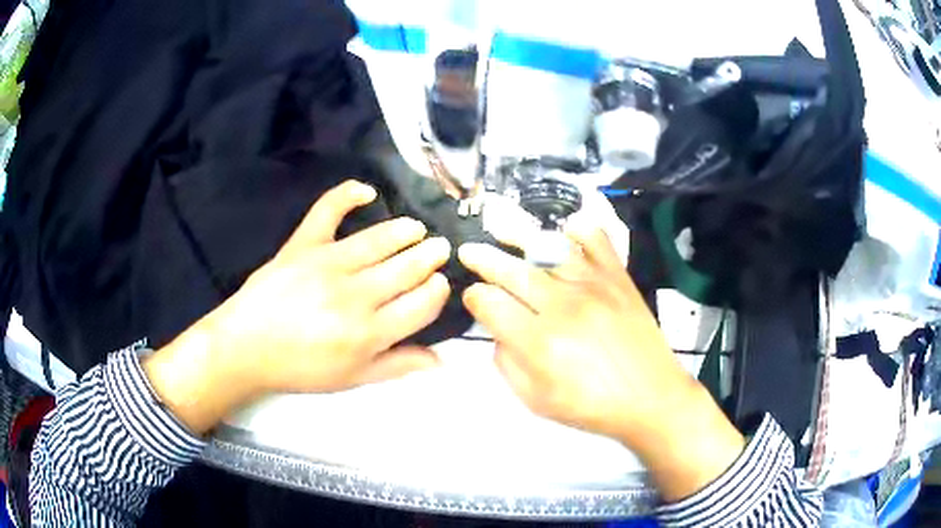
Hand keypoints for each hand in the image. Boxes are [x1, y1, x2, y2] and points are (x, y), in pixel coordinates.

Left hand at [144, 180, 450, 433]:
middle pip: (405, 269)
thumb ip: (397, 366)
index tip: (440, 284)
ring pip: (379, 240)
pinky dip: (347, 195)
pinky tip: (366, 191)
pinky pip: (327, 211)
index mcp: (369, 333)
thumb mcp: (352, 379)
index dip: (437, 291)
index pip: (420, 304)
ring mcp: (327, 264)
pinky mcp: (302, 245)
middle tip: (440, 248)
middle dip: (429, 257)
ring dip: (405, 231)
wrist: (246, 348)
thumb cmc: (300, 369)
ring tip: (417, 229)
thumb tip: (441, 359)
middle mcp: (355, 295)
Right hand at [458, 215, 743, 500]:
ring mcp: (594, 286)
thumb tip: (498, 330)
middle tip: (469, 252)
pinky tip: (566, 230)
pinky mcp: (619, 278)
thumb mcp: (536, 401)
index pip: (489, 303)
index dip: (473, 298)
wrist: (651, 398)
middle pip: (510, 270)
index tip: (473, 299)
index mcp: (539, 342)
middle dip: (482, 259)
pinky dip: (579, 229)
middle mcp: (563, 306)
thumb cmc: (592, 407)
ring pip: (547, 248)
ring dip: (518, 238)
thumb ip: (507, 364)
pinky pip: (596, 239)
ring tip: (501, 230)